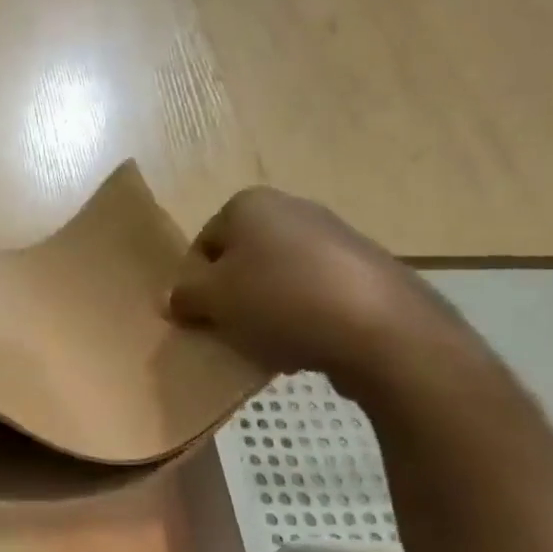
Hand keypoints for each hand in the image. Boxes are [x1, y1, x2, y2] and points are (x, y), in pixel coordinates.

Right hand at [169, 188, 472, 392]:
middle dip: (235, 297)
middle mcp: (292, 208)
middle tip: (233, 333)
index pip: (203, 245)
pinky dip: (305, 317)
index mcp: (249, 204)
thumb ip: (185, 297)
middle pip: (243, 260)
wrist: (380, 328)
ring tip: (272, 346)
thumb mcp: (213, 301)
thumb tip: (172, 298)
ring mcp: (335, 236)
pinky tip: (308, 346)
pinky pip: (317, 294)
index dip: (197, 284)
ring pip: (280, 279)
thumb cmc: (279, 301)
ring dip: (268, 311)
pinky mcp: (367, 269)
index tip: (204, 318)